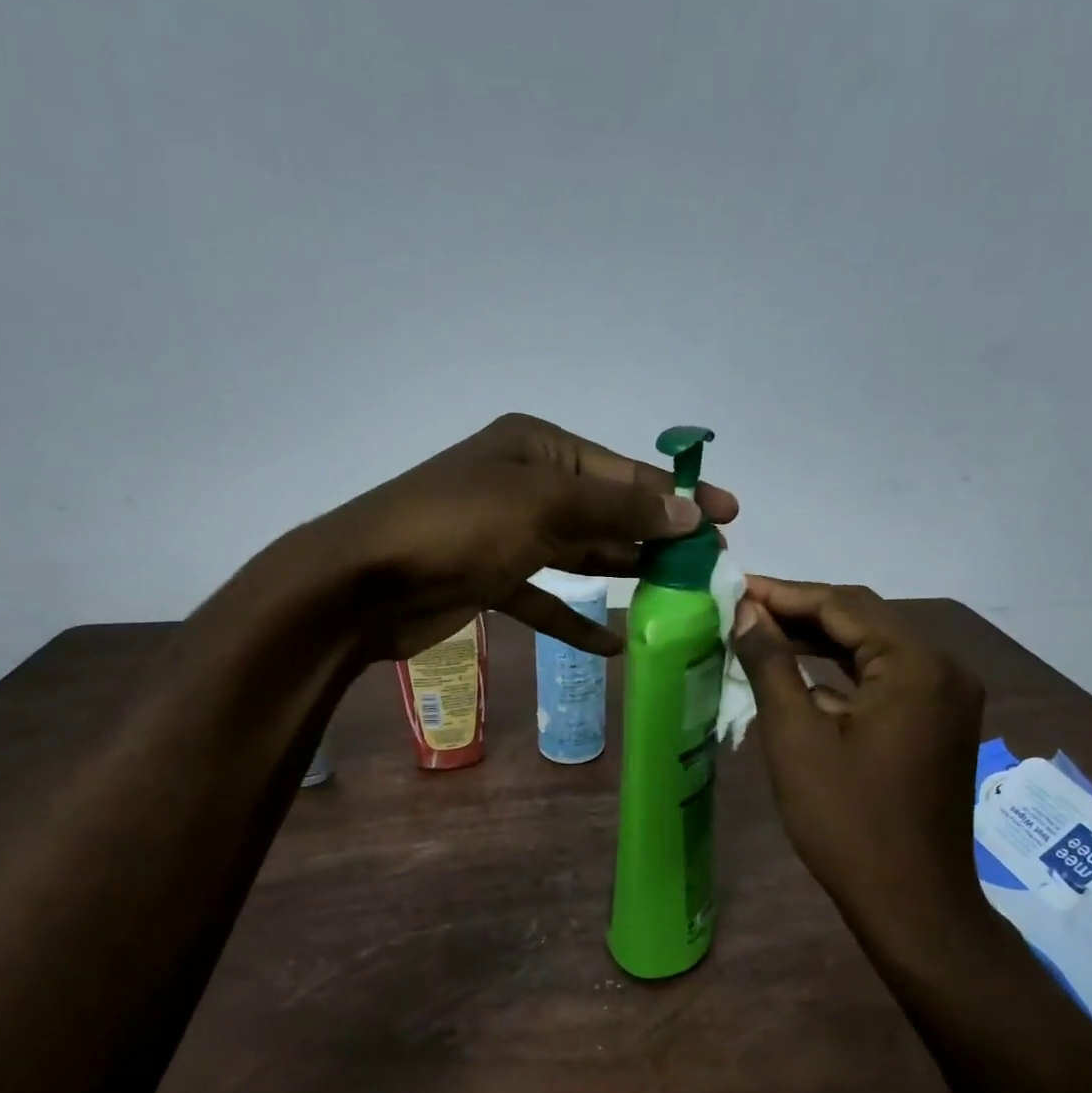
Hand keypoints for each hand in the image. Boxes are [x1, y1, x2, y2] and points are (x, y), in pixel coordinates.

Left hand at [307, 413, 738, 658]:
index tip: (728, 515)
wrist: (363, 583)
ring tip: (675, 596)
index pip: (623, 470)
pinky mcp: (491, 580)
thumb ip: (619, 508)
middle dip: (655, 536)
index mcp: (539, 449)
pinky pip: (546, 598)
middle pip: (606, 510)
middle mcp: (526, 484)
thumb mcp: (545, 506)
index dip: (678, 494)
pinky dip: (576, 619)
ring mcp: (507, 534)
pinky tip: (613, 643)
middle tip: (709, 564)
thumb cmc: (458, 527)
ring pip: (580, 553)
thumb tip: (690, 512)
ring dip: (622, 573)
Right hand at [730, 579, 985, 927]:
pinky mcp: (937, 723)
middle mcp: (942, 668)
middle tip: (741, 610)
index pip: (842, 604)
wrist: (910, 902)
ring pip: (873, 649)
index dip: (783, 593)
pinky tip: (797, 678)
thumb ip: (770, 663)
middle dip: (800, 612)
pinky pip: (885, 680)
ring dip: (819, 642)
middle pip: (863, 619)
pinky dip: (841, 675)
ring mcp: (945, 697)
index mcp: (916, 663)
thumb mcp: (796, 737)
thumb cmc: (846, 820)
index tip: (734, 587)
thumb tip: (746, 612)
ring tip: (759, 635)